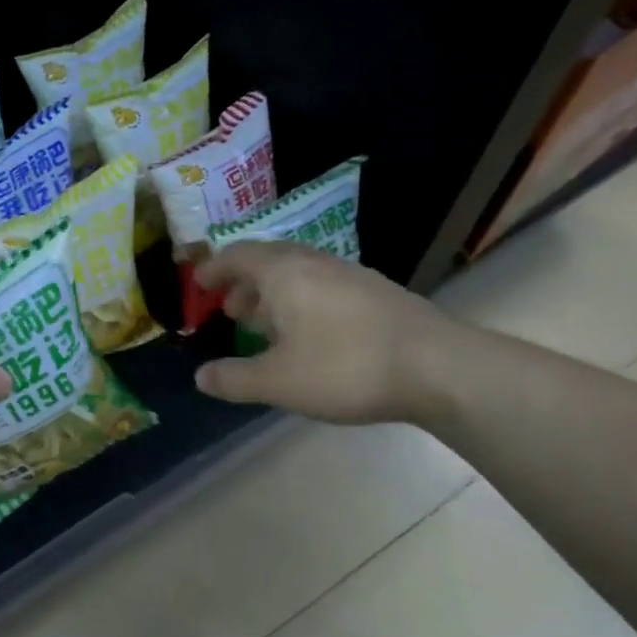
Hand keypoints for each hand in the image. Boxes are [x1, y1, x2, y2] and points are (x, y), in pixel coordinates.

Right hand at [192, 242, 457, 424]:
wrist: (438, 367)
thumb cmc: (345, 367)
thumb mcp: (278, 381)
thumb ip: (234, 379)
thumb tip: (201, 377)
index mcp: (283, 273)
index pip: (237, 255)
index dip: (213, 268)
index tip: (198, 284)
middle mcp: (314, 263)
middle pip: (268, 260)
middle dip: (243, 283)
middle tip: (229, 309)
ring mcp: (349, 275)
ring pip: (299, 274)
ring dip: (273, 294)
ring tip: (264, 326)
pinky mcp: (375, 293)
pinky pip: (323, 287)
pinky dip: (301, 303)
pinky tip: (309, 336)